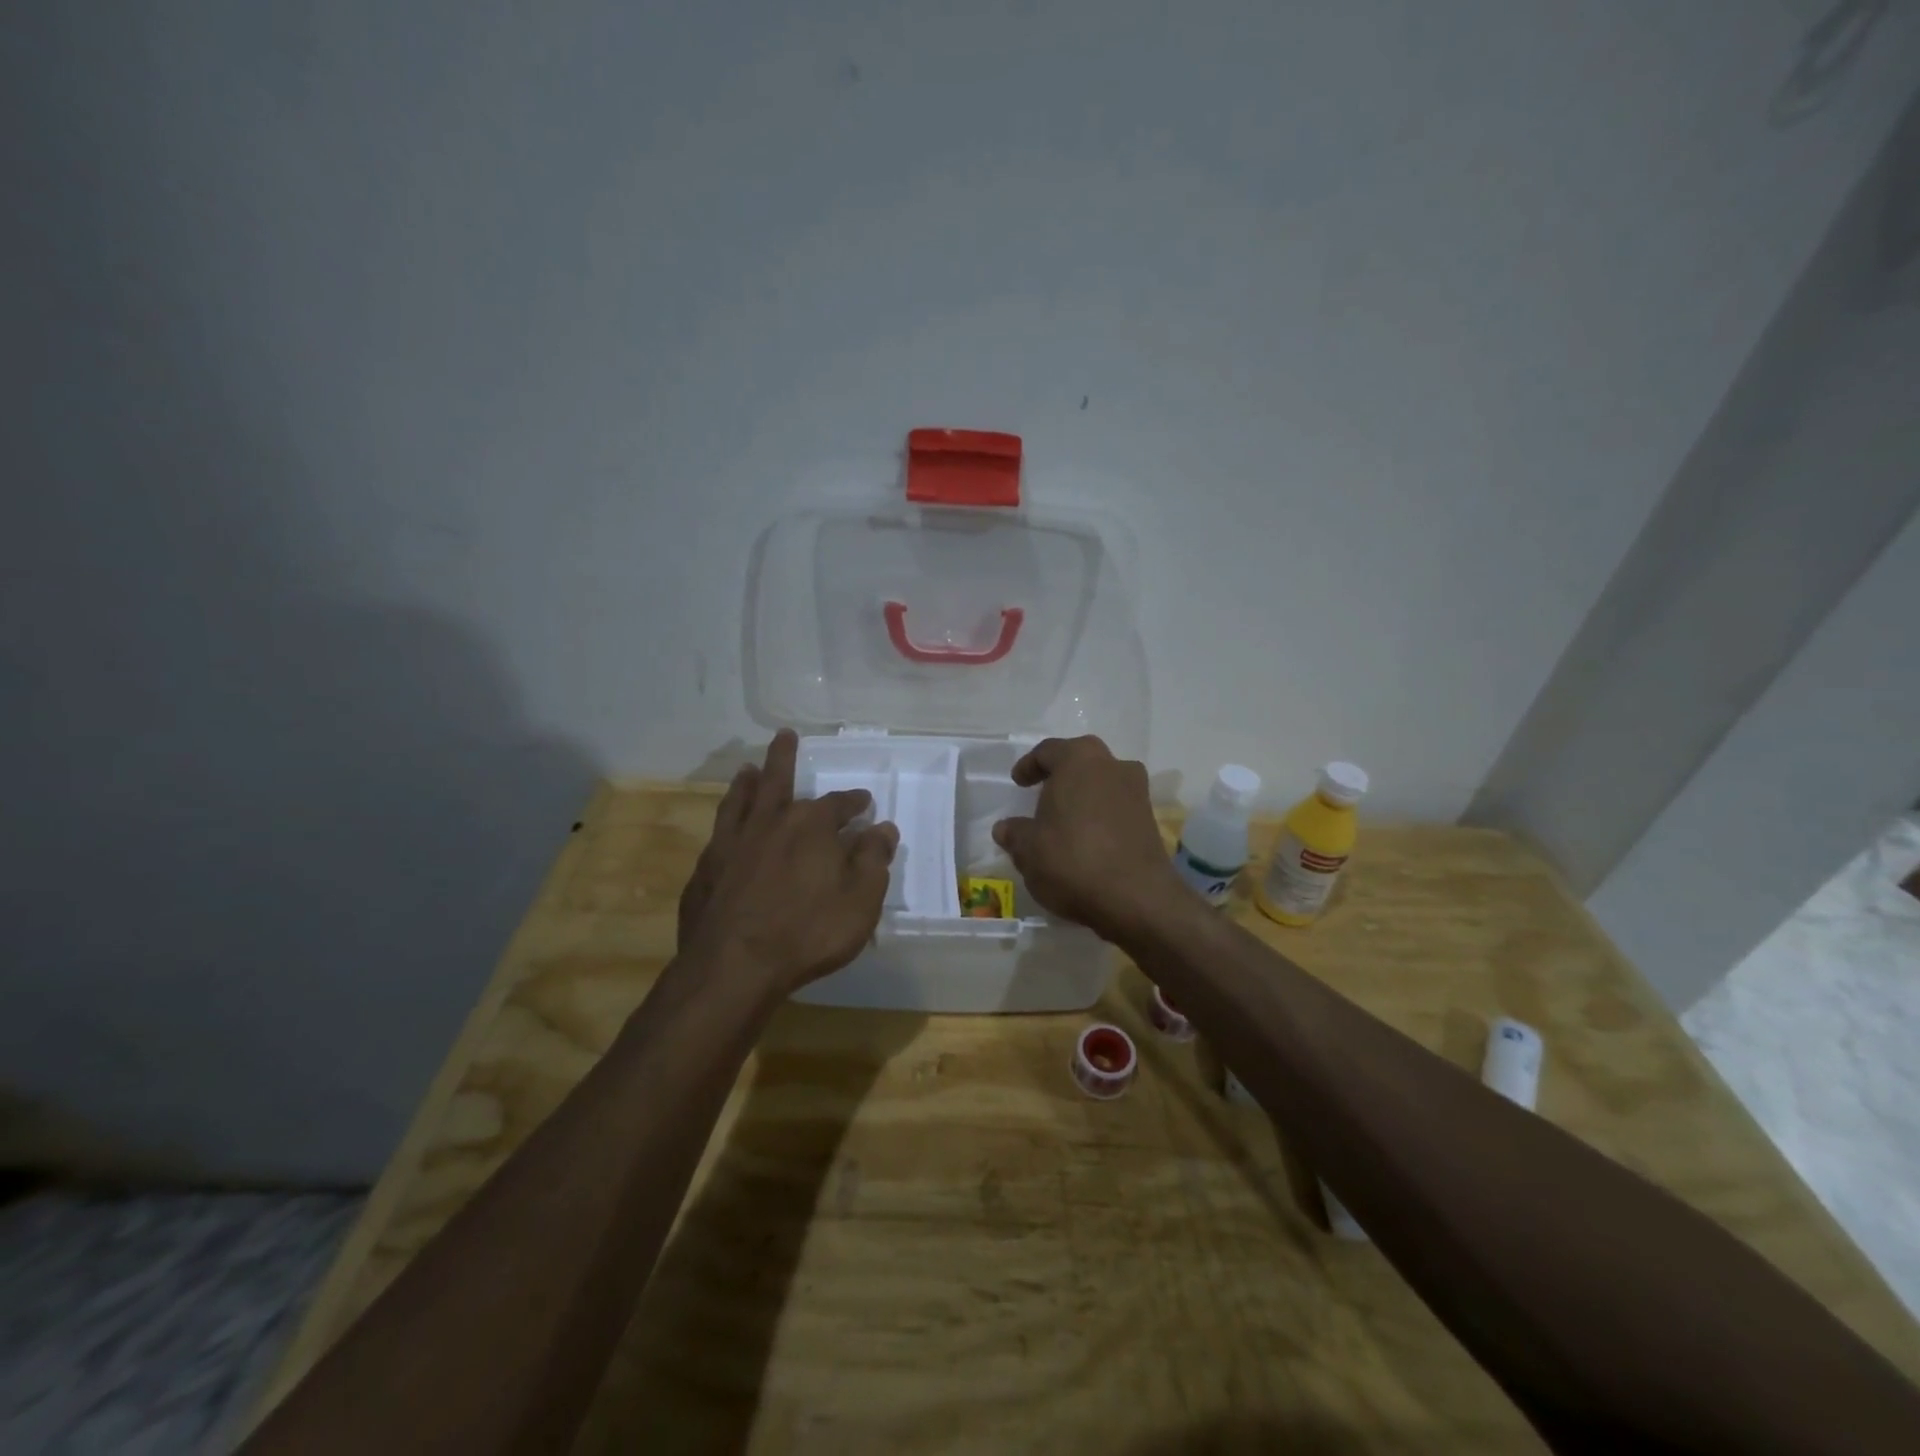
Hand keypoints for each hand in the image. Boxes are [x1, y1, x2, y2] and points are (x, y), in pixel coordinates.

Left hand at [677, 730, 898, 997]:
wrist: (734, 966)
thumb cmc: (808, 933)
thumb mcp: (860, 900)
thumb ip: (873, 860)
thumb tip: (883, 828)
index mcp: (811, 826)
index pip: (838, 804)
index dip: (854, 802)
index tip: (864, 802)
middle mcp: (770, 822)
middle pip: (778, 779)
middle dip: (785, 757)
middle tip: (784, 735)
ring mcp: (732, 842)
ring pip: (741, 799)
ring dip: (748, 781)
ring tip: (748, 768)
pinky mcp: (707, 867)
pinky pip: (719, 831)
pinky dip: (726, 820)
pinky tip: (726, 826)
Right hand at [991, 736, 1180, 943]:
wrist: (1136, 899)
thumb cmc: (1073, 860)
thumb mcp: (1028, 850)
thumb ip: (1015, 833)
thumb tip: (1006, 828)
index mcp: (1079, 760)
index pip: (1048, 751)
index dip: (1029, 765)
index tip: (1018, 782)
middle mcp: (1113, 766)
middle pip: (1081, 761)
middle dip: (1061, 775)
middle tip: (1043, 794)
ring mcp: (1137, 792)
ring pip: (1103, 784)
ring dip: (1084, 796)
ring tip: (1064, 821)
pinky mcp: (1151, 820)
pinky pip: (1118, 808)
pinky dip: (1101, 817)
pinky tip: (1087, 841)